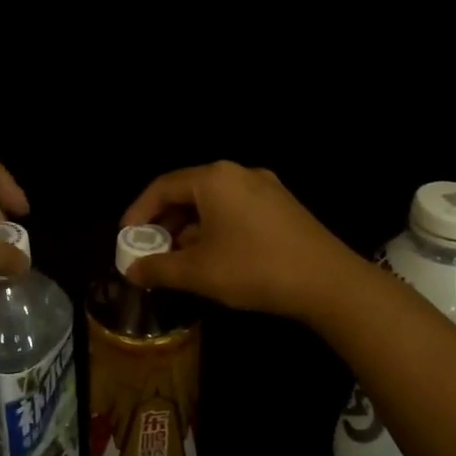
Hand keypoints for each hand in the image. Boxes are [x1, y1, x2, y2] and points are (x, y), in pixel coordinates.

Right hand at [120, 161, 356, 320]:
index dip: (139, 212)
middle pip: (188, 191)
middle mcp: (238, 173)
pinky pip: (236, 209)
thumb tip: (131, 271)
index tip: (126, 237)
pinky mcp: (283, 206)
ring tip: (179, 257)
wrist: (329, 282)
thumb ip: (158, 269)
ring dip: (190, 227)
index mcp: (214, 179)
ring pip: (214, 202)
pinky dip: (216, 227)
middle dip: (165, 221)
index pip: (162, 187)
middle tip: (150, 248)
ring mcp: (266, 187)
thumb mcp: (198, 272)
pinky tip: (215, 255)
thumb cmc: (254, 268)